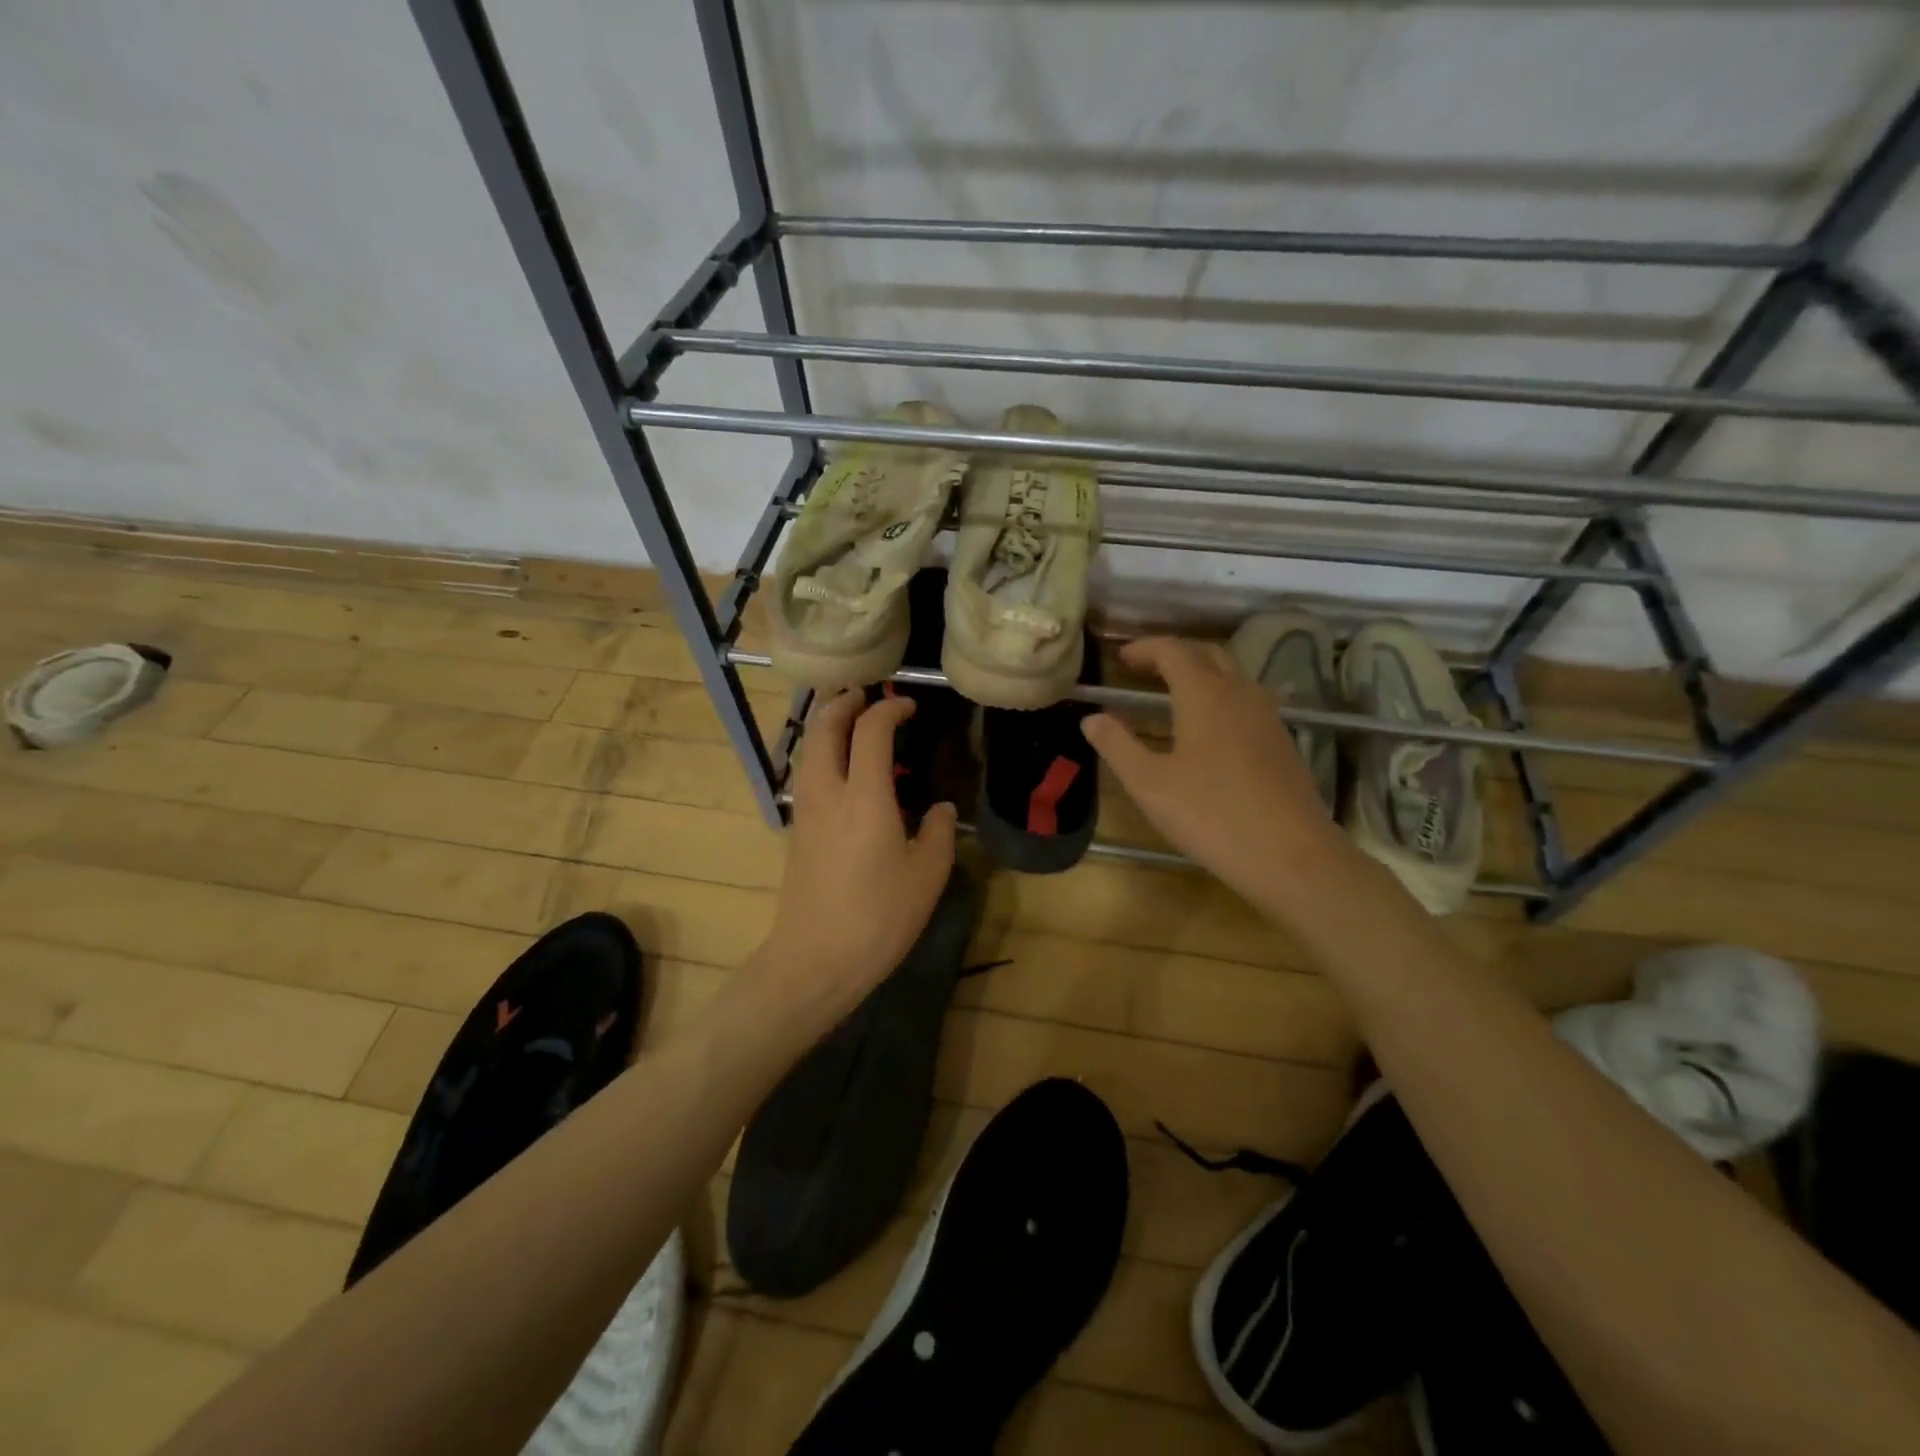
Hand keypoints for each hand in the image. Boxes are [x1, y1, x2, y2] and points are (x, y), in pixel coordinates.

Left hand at [761, 689, 956, 1023]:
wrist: (815, 959)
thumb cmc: (878, 916)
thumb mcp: (926, 875)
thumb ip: (938, 832)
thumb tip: (939, 809)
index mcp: (864, 797)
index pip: (870, 731)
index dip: (888, 709)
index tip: (907, 706)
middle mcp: (828, 793)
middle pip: (824, 729)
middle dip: (842, 703)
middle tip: (863, 694)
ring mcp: (806, 812)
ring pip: (808, 750)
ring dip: (826, 726)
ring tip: (849, 722)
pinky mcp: (797, 832)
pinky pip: (806, 774)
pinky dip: (821, 754)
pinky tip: (841, 770)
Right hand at [1081, 637, 1341, 913]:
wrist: (1291, 855)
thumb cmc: (1211, 815)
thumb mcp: (1149, 784)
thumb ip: (1117, 745)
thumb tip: (1091, 718)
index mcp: (1204, 694)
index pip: (1173, 650)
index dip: (1145, 648)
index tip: (1120, 658)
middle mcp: (1240, 693)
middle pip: (1207, 654)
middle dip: (1173, 654)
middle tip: (1144, 669)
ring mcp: (1267, 716)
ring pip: (1233, 676)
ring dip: (1201, 673)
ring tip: (1173, 694)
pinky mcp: (1282, 741)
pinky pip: (1247, 701)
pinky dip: (1221, 697)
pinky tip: (1211, 728)